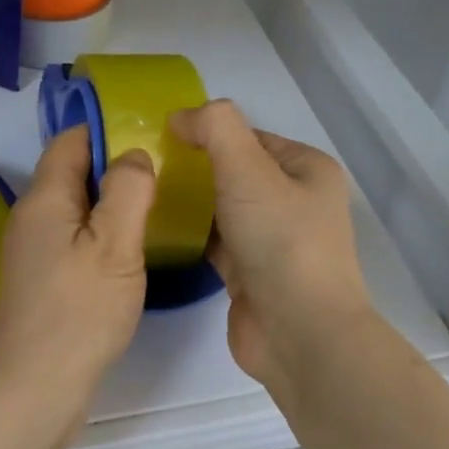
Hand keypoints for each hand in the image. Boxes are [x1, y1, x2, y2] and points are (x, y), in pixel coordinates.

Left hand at [0, 127, 155, 416]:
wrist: (37, 386)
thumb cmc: (80, 311)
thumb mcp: (115, 244)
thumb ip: (128, 190)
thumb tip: (134, 154)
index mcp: (45, 197)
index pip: (71, 140)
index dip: (107, 130)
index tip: (150, 135)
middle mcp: (32, 216)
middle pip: (73, 171)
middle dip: (114, 165)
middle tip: (164, 172)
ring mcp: (34, 249)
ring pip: (76, 206)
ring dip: (110, 201)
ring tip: (155, 205)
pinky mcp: (43, 277)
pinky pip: (74, 236)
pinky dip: (101, 231)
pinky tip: (129, 248)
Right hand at [172, 101, 372, 394]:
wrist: (298, 332)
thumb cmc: (280, 240)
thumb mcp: (248, 168)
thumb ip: (215, 128)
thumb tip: (181, 117)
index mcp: (306, 169)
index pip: (249, 136)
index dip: (208, 132)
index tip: (161, 138)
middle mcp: (294, 201)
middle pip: (233, 171)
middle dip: (193, 167)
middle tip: (146, 166)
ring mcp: (272, 240)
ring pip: (222, 207)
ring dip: (189, 201)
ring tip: (142, 192)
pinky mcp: (249, 273)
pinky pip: (214, 241)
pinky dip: (189, 233)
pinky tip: (155, 227)